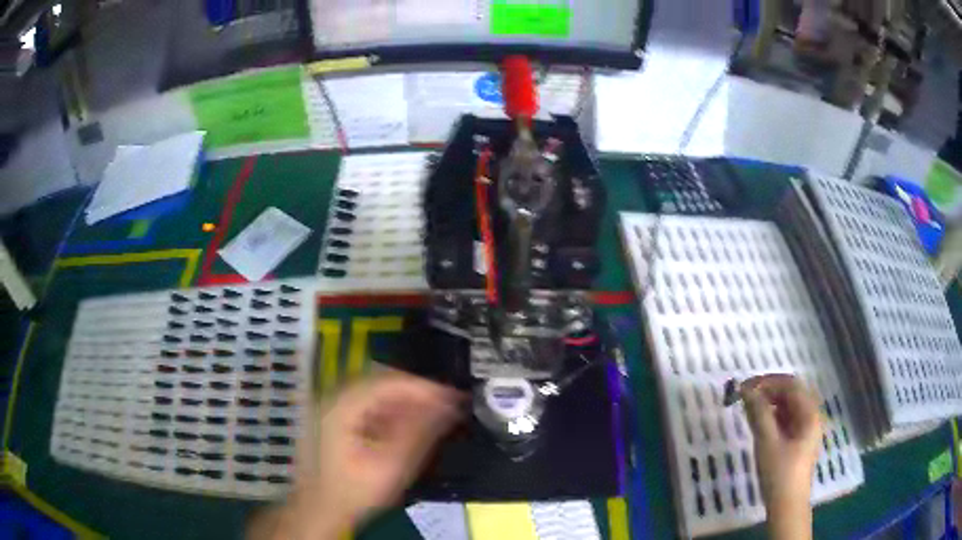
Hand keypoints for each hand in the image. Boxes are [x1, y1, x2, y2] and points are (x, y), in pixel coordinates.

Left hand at [254, 371, 461, 539]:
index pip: (390, 382)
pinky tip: (408, 427)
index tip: (454, 397)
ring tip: (434, 417)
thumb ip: (419, 434)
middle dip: (417, 394)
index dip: (425, 387)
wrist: (318, 510)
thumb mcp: (390, 466)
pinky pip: (368, 407)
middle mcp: (334, 398)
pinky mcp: (335, 420)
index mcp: (342, 406)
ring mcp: (332, 408)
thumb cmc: (353, 492)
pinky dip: (391, 414)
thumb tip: (448, 408)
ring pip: (376, 395)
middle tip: (448, 406)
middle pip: (382, 384)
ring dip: (406, 404)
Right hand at [742, 374, 821, 539]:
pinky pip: (786, 420)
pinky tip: (759, 422)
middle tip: (745, 396)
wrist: (787, 507)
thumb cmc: (779, 474)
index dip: (767, 381)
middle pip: (791, 393)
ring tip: (748, 408)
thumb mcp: (767, 443)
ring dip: (769, 403)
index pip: (790, 385)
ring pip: (788, 407)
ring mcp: (805, 430)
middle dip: (768, 391)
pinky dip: (772, 416)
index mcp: (809, 414)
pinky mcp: (798, 441)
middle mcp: (811, 416)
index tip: (745, 387)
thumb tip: (746, 390)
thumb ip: (759, 413)